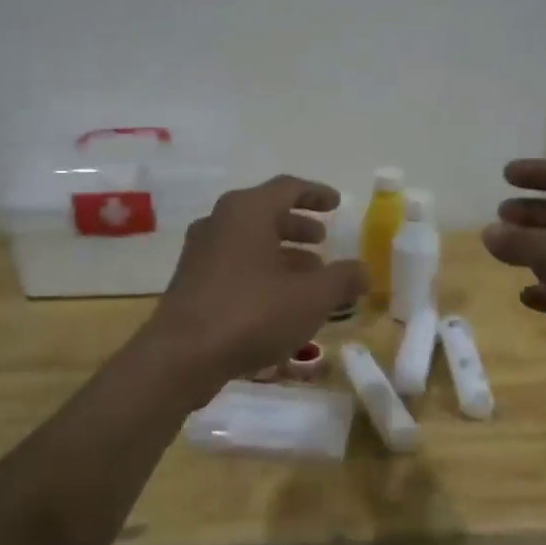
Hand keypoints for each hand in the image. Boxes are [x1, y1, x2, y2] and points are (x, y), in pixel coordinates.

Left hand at [144, 175, 366, 390]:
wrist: (182, 356)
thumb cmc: (252, 313)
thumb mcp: (311, 297)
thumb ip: (342, 279)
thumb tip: (364, 271)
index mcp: (247, 211)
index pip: (288, 188)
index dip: (316, 194)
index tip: (337, 204)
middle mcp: (220, 222)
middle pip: (265, 213)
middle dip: (298, 226)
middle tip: (322, 240)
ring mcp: (200, 252)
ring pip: (249, 241)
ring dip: (281, 252)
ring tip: (309, 274)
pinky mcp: (191, 282)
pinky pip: (234, 264)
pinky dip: (261, 271)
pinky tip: (279, 301)